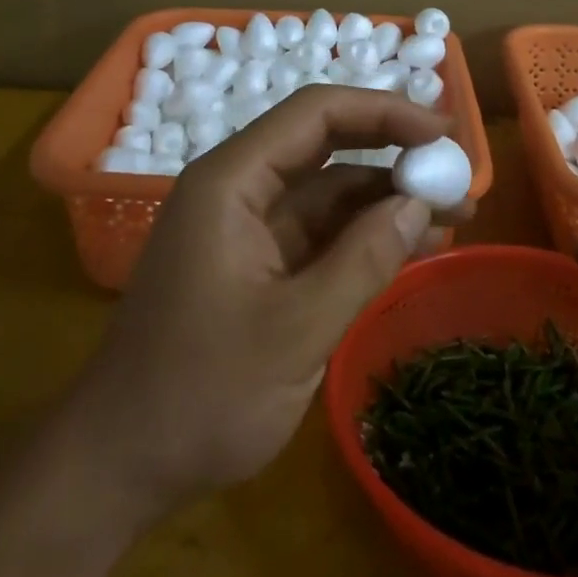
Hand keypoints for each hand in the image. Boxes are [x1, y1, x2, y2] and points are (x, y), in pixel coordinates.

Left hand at [67, 86, 470, 522]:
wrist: (121, 465)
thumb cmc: (200, 394)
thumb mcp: (295, 331)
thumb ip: (363, 261)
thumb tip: (418, 202)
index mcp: (231, 181)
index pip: (315, 114)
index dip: (383, 112)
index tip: (442, 132)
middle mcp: (238, 188)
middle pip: (324, 143)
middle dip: (391, 151)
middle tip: (457, 170)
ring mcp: (247, 227)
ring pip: (327, 190)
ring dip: (386, 197)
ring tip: (454, 214)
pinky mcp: (257, 263)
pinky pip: (320, 232)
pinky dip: (365, 235)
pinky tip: (414, 245)